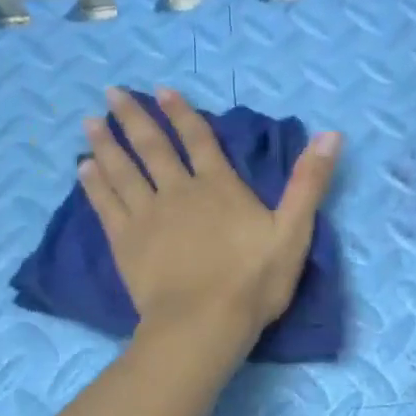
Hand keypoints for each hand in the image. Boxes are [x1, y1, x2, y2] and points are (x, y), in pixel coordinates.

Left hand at [80, 87, 340, 354]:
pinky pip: (106, 205)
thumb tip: (331, 134)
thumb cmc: (253, 281)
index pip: (199, 140)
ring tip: (89, 122)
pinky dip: (95, 184)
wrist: (203, 324)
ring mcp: (147, 216)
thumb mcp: (294, 232)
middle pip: (152, 148)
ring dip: (106, 144)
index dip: (182, 114)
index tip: (162, 91)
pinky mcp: (125, 243)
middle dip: (133, 118)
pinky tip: (84, 169)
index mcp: (219, 187)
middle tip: (111, 92)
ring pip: (122, 171)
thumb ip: (309, 183)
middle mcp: (178, 192)